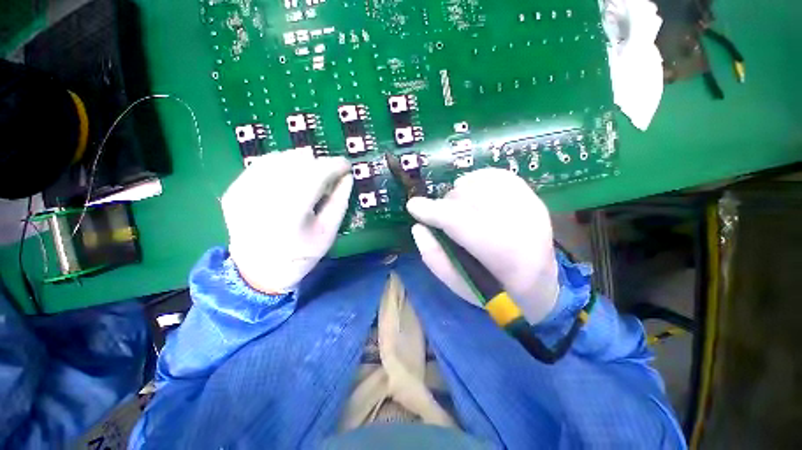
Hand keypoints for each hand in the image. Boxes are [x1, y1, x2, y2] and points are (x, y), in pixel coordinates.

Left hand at [222, 148, 352, 293]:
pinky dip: (281, 164)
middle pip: (297, 163)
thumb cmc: (301, 255)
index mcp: (290, 213)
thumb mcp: (328, 231)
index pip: (315, 174)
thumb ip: (340, 201)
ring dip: (301, 162)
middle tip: (330, 173)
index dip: (333, 165)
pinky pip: (262, 165)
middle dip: (319, 163)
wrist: (258, 272)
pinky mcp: (234, 190)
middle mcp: (263, 197)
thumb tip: (347, 176)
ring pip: (279, 159)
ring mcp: (243, 191)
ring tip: (312, 174)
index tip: (346, 165)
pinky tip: (291, 175)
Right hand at [406, 168, 558, 323]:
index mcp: (506, 256)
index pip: (462, 222)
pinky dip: (477, 180)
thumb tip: (418, 227)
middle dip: (446, 204)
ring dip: (460, 193)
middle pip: (470, 198)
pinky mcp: (533, 197)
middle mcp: (523, 225)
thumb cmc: (497, 292)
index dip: (434, 211)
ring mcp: (531, 207)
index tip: (413, 206)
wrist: (540, 285)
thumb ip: (435, 257)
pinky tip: (472, 194)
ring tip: (459, 208)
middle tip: (442, 217)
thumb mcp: (459, 286)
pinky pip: (497, 176)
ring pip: (482, 183)